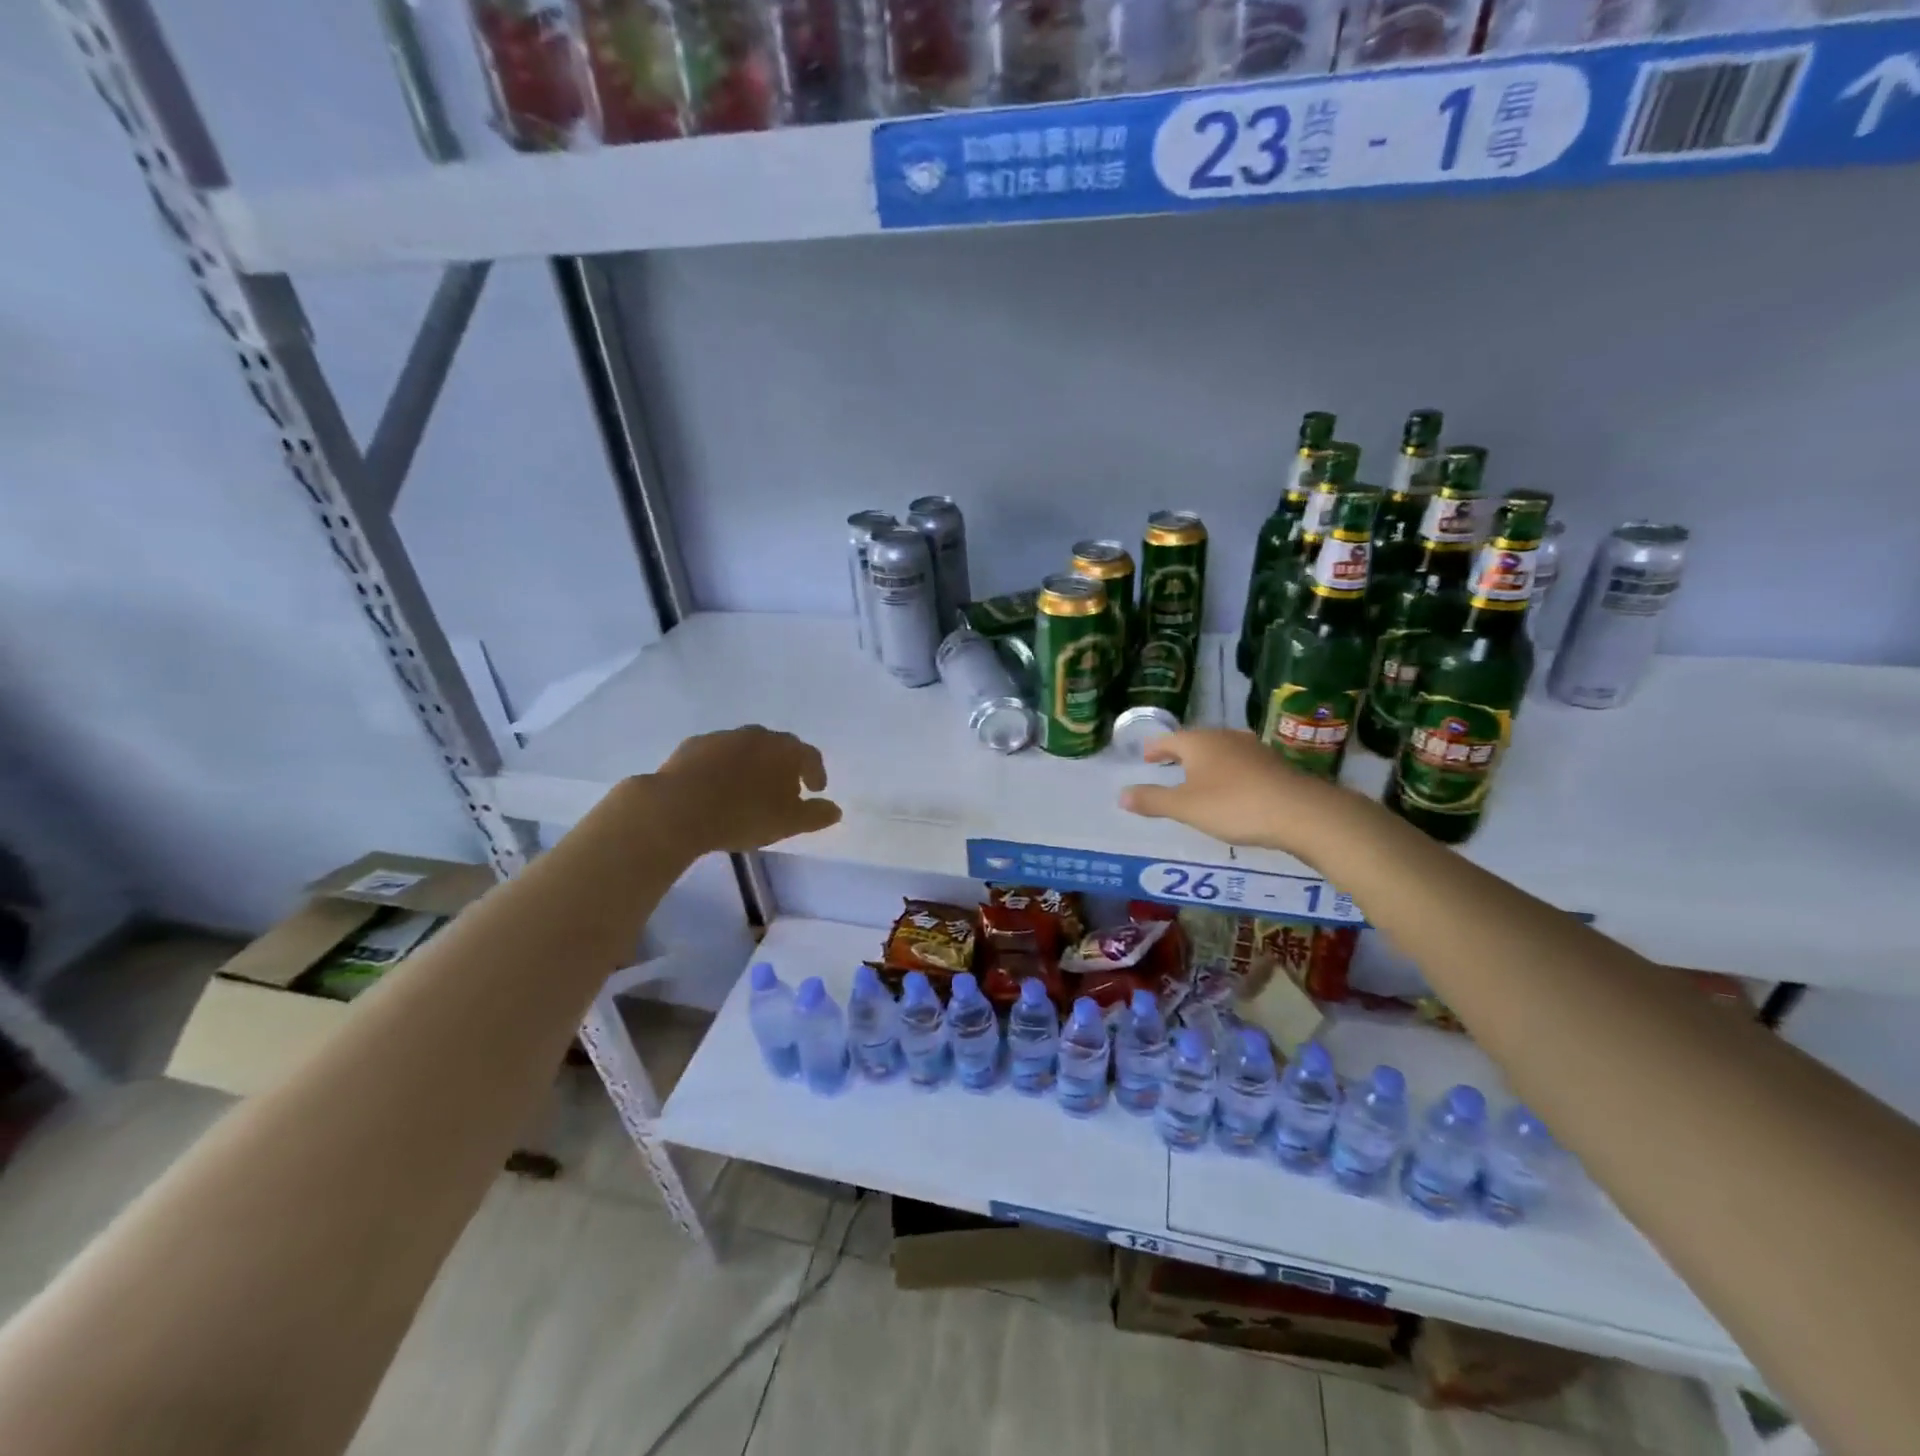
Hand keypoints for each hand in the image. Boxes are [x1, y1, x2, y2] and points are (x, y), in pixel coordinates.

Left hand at [654, 726, 842, 852]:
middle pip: (777, 747)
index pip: (809, 755)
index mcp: (784, 749)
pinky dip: (723, 767)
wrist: (678, 808)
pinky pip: (716, 755)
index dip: (816, 772)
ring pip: (745, 748)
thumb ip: (816, 815)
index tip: (816, 789)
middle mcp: (756, 735)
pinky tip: (716, 787)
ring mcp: (722, 737)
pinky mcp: (692, 746)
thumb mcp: (788, 823)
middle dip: (784, 766)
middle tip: (783, 789)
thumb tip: (835, 810)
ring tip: (748, 790)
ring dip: (752, 765)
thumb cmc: (743, 815)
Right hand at [1119, 728, 1362, 862]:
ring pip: (1221, 750)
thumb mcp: (1185, 807)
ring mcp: (1253, 749)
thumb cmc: (1234, 805)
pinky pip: (1241, 763)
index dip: (1155, 749)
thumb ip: (1153, 800)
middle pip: (1196, 741)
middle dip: (1180, 753)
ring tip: (1198, 777)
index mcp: (1199, 742)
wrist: (1300, 812)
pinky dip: (1228, 772)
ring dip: (1206, 762)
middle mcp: (1225, 738)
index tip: (1146, 757)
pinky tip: (1232, 788)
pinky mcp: (1274, 765)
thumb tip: (1121, 795)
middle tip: (1168, 764)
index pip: (1169, 740)